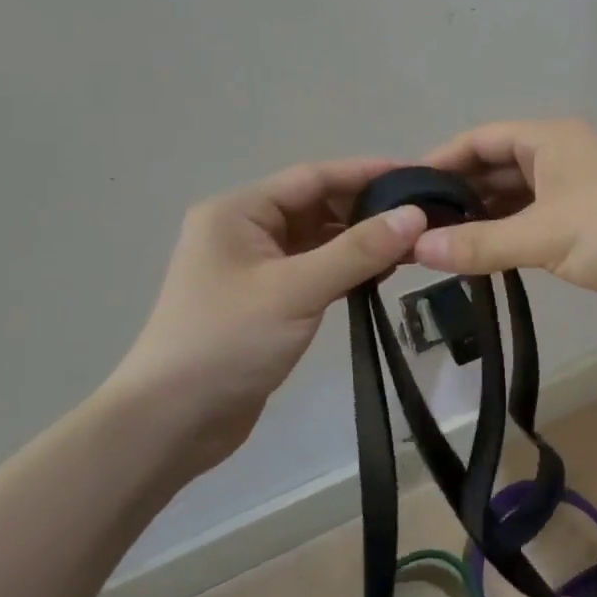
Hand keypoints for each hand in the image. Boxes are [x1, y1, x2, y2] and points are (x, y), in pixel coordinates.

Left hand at [95, 159, 427, 469]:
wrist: (171, 423)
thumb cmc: (227, 342)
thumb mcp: (296, 290)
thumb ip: (358, 251)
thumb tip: (416, 215)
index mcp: (239, 212)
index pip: (314, 177)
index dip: (367, 172)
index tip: (419, 175)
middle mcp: (246, 231)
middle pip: (318, 206)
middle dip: (368, 210)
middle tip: (425, 216)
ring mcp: (255, 268)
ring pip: (319, 240)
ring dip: (361, 242)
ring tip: (414, 247)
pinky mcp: (267, 301)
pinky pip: (316, 270)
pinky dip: (347, 270)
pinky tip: (381, 276)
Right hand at [415, 119, 596, 320]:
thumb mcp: (544, 233)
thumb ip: (480, 243)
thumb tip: (416, 248)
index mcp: (549, 141)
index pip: (480, 140)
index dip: (439, 160)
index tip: (401, 190)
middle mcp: (560, 159)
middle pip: (495, 170)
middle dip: (456, 195)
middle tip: (410, 227)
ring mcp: (575, 194)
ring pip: (514, 201)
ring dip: (480, 220)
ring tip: (434, 247)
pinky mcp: (588, 229)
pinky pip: (535, 227)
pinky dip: (507, 239)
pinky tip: (480, 260)